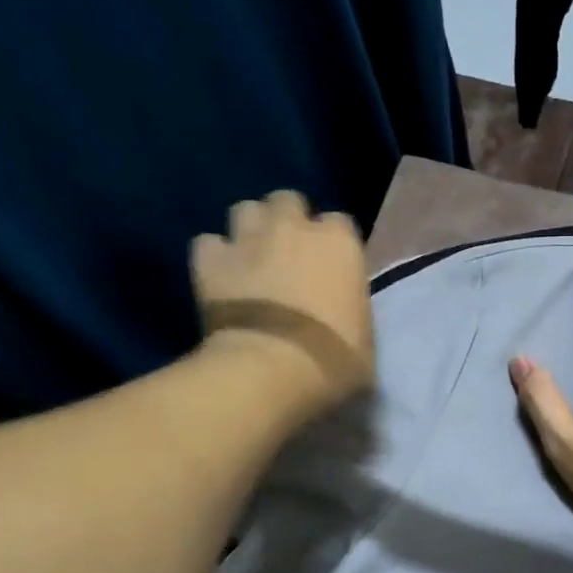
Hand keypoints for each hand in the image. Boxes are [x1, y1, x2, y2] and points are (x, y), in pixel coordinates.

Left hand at [193, 191, 375, 416]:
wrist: (272, 370)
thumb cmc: (334, 360)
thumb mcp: (364, 339)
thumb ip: (352, 311)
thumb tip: (343, 316)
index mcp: (340, 243)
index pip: (340, 223)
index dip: (333, 244)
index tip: (331, 269)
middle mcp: (293, 226)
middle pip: (288, 202)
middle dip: (288, 222)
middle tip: (289, 257)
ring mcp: (247, 238)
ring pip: (245, 210)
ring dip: (250, 230)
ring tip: (253, 259)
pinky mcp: (209, 259)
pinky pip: (208, 243)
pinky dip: (215, 257)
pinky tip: (220, 279)